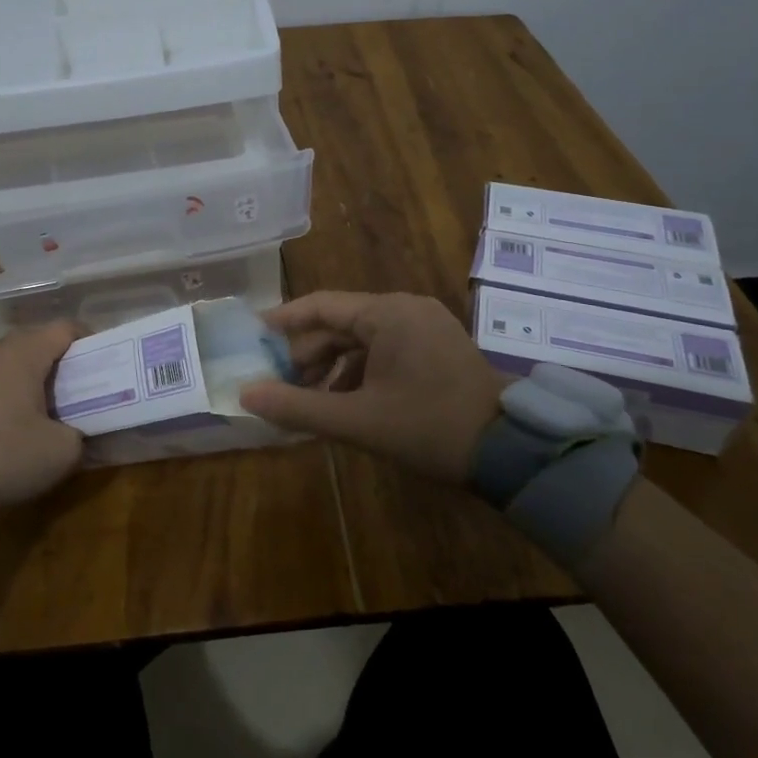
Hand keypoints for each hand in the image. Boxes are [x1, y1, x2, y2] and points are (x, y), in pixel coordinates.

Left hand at [0, 321, 83, 505]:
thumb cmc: (8, 454)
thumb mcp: (63, 450)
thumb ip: (82, 433)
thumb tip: (81, 430)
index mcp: (26, 352)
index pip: (66, 328)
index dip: (91, 340)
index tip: (106, 362)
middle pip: (39, 338)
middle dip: (64, 355)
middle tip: (85, 381)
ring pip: (15, 356)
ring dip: (37, 369)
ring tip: (55, 396)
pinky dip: (15, 385)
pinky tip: (24, 414)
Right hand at [239, 291, 505, 483]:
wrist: (511, 451)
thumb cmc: (429, 427)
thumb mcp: (357, 421)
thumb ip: (298, 407)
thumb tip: (246, 395)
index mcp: (386, 313)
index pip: (320, 306)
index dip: (282, 321)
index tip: (252, 335)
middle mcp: (405, 308)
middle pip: (341, 323)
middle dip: (308, 354)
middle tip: (281, 385)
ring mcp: (425, 325)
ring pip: (363, 338)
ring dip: (333, 367)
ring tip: (311, 401)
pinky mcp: (437, 346)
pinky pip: (385, 349)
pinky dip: (360, 371)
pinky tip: (348, 403)